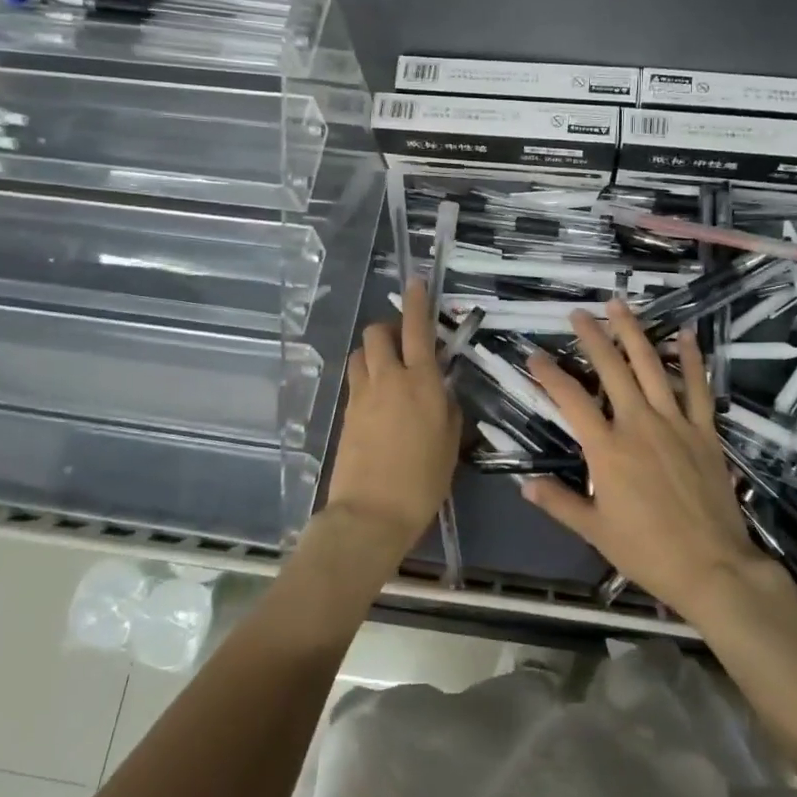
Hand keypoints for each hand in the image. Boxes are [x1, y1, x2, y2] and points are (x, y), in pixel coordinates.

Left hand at [321, 279, 463, 559]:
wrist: (371, 514)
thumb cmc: (423, 481)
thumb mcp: (450, 443)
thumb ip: (448, 408)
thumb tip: (441, 391)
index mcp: (422, 383)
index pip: (417, 329)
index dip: (418, 302)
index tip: (417, 283)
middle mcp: (389, 379)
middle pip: (377, 333)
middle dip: (388, 328)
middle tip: (404, 343)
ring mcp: (362, 395)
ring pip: (360, 354)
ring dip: (373, 352)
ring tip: (389, 370)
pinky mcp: (346, 413)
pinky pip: (356, 381)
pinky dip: (367, 377)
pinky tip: (379, 399)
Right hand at [521, 300, 761, 617]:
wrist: (711, 567)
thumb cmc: (647, 551)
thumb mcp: (594, 530)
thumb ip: (559, 502)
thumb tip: (525, 484)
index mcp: (607, 449)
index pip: (570, 400)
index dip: (549, 374)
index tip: (534, 355)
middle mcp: (638, 424)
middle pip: (611, 369)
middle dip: (592, 337)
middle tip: (578, 314)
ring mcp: (675, 423)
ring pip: (651, 367)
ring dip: (633, 333)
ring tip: (619, 306)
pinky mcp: (704, 431)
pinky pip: (697, 387)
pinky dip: (691, 359)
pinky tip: (684, 334)